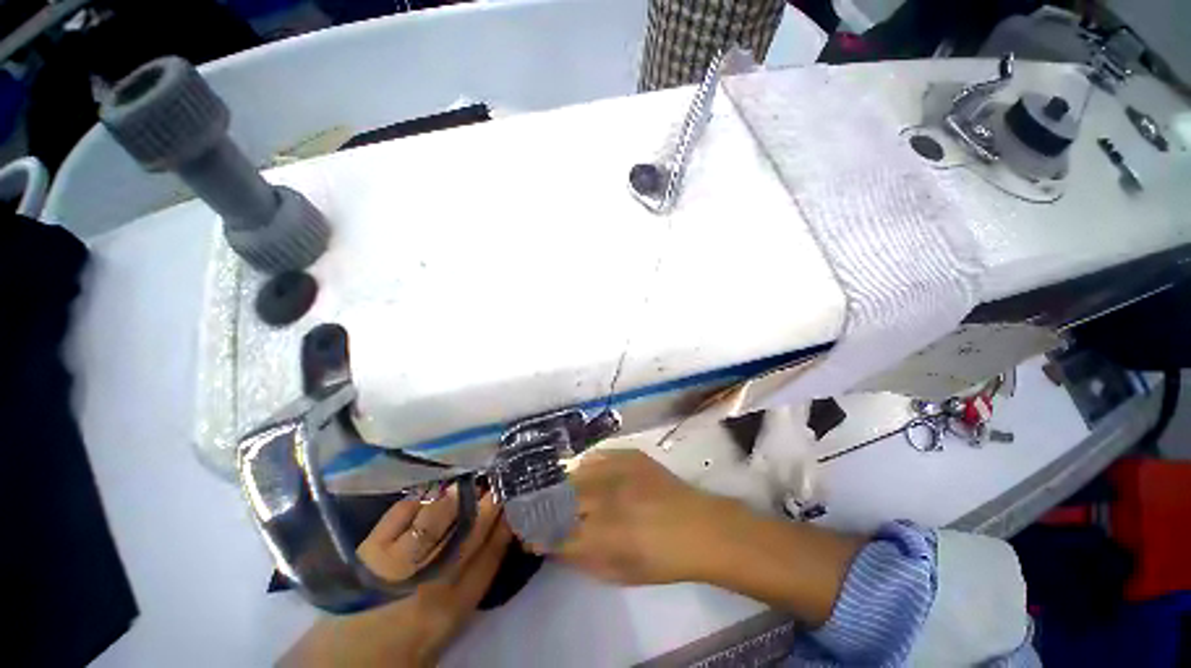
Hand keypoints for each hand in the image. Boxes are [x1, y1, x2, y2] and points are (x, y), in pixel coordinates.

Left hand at [281, 490, 511, 667]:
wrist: (346, 661)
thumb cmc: (405, 648)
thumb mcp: (449, 625)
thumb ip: (472, 582)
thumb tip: (494, 536)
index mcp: (453, 607)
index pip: (490, 556)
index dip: (506, 526)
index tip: (515, 503)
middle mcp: (430, 582)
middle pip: (469, 532)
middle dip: (489, 504)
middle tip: (499, 481)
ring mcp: (397, 563)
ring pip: (437, 519)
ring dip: (458, 494)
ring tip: (472, 479)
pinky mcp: (370, 552)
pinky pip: (400, 515)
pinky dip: (420, 497)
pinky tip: (435, 487)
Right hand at [541, 449, 742, 584]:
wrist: (700, 526)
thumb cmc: (662, 560)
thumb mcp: (619, 573)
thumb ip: (582, 559)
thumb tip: (555, 545)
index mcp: (604, 535)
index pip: (556, 532)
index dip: (536, 533)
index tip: (525, 532)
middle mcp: (608, 498)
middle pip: (561, 498)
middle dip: (543, 505)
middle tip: (537, 508)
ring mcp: (619, 471)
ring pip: (576, 472)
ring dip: (562, 484)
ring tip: (557, 489)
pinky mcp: (631, 455)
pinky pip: (597, 455)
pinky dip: (586, 466)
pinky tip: (584, 472)